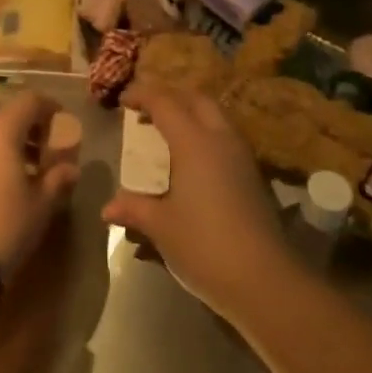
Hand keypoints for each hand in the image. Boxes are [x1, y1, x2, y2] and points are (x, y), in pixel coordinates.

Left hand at [0, 92, 79, 276]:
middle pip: (9, 116)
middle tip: (49, 157)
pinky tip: (2, 187)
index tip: (65, 129)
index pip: (31, 101)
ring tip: (28, 176)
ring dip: (11, 145)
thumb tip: (70, 167)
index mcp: (1, 129)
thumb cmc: (3, 225)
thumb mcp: (40, 205)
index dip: (51, 109)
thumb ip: (58, 179)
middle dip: (32, 130)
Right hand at [99, 85, 290, 321]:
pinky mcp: (252, 174)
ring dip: (190, 114)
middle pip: (195, 99)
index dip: (142, 95)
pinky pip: (225, 137)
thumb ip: (134, 207)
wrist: (263, 277)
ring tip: (167, 134)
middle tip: (146, 111)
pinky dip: (204, 134)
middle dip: (170, 97)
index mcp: (194, 142)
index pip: (165, 102)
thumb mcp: (161, 225)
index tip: (122, 100)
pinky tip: (191, 161)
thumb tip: (108, 207)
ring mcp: (241, 155)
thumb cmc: (204, 245)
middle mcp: (220, 138)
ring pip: (215, 116)